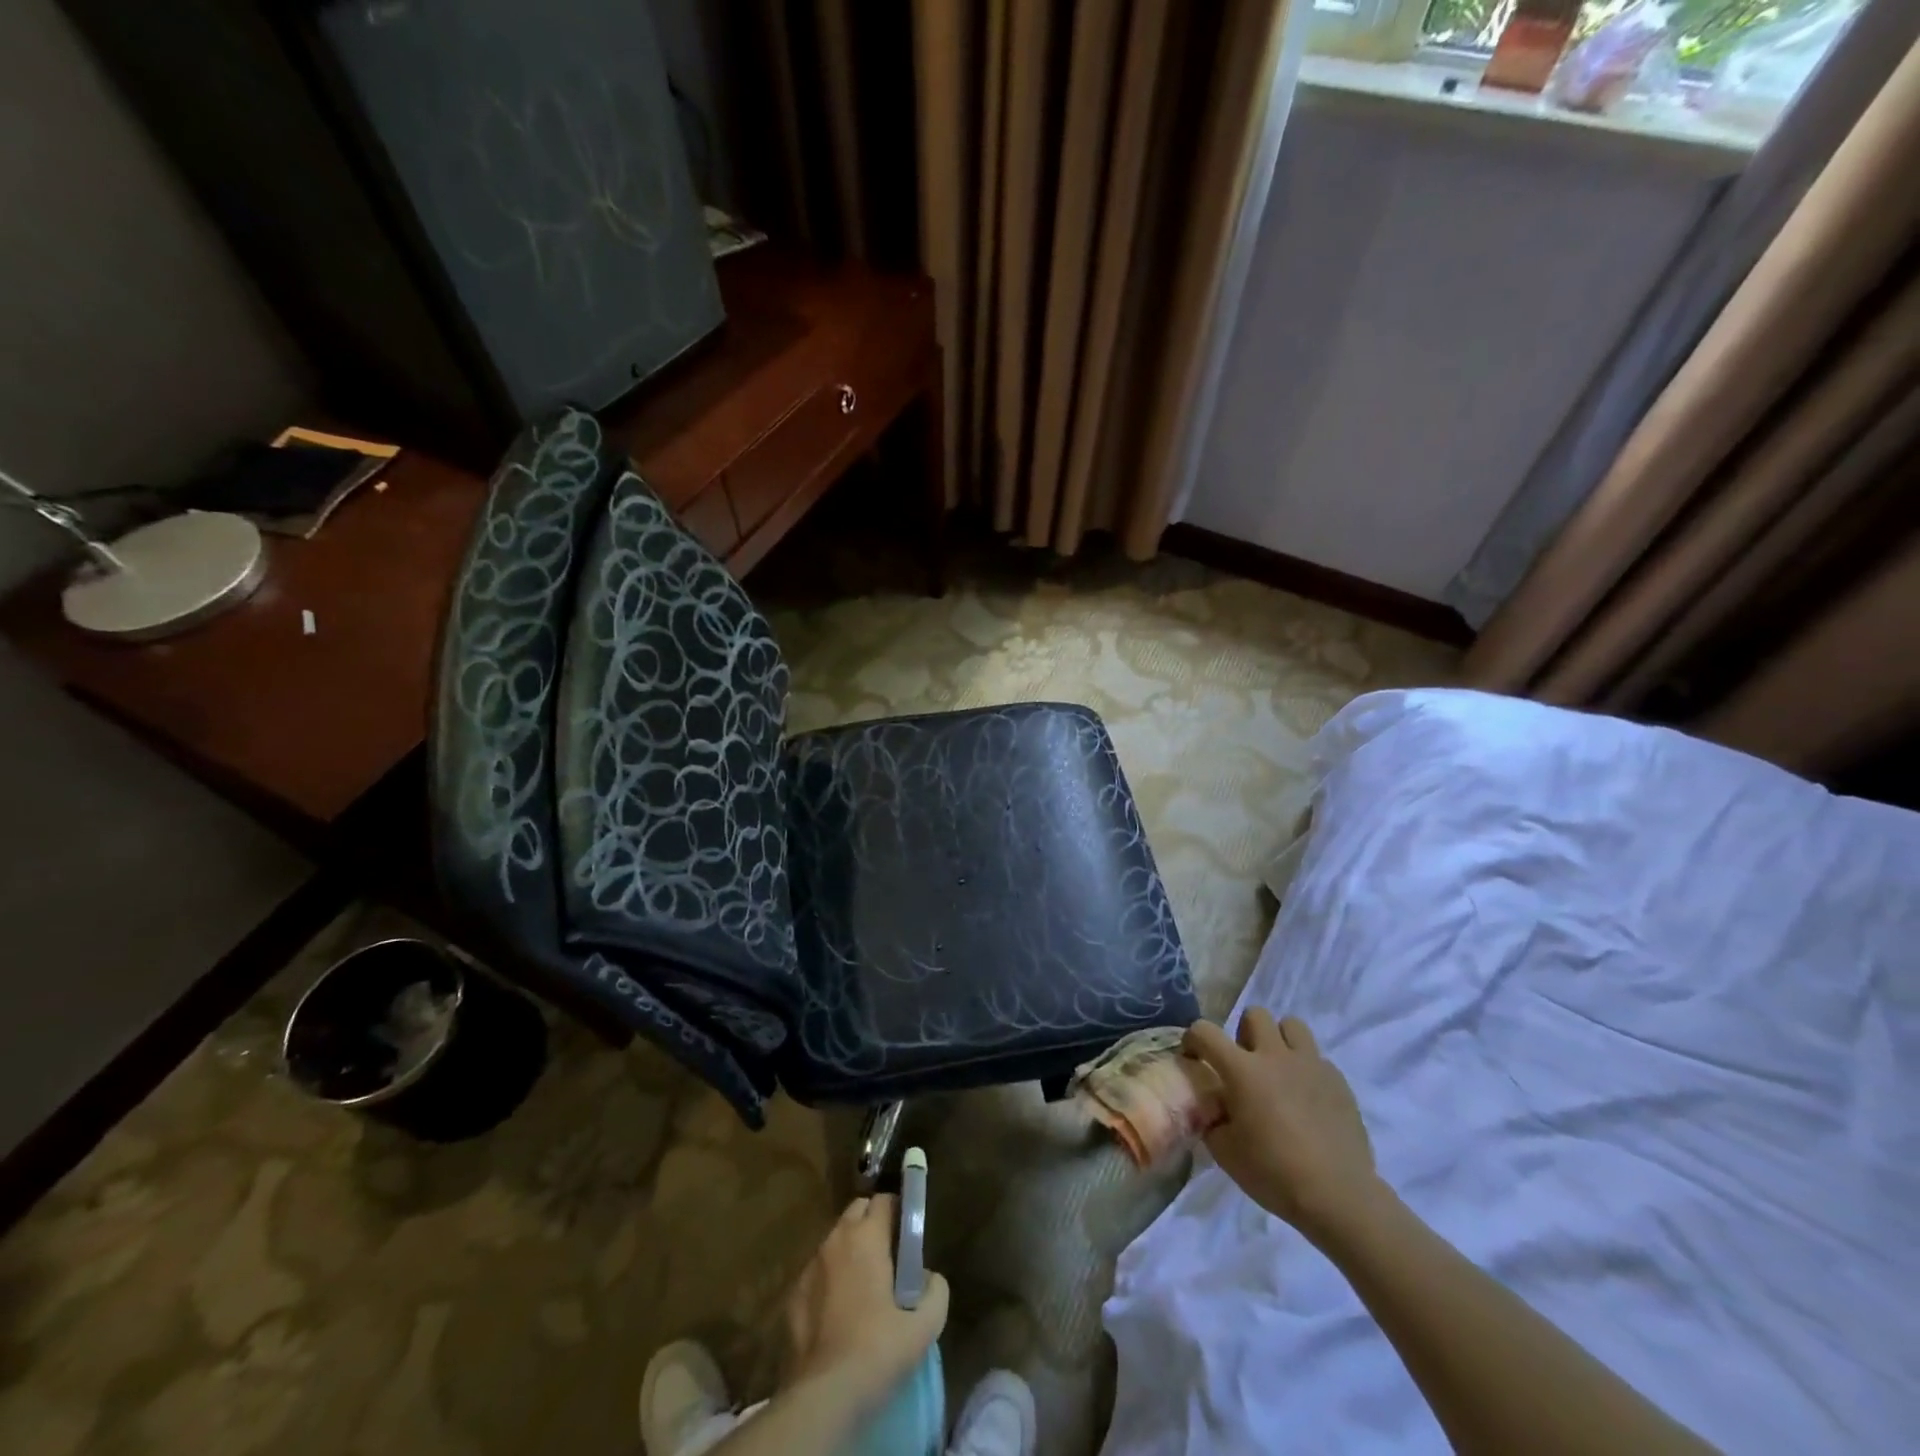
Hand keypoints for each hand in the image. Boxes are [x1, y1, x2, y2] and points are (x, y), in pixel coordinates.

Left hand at [783, 1195, 949, 1407]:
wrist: (824, 1397)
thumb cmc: (878, 1350)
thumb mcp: (925, 1324)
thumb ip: (935, 1290)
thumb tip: (929, 1277)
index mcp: (866, 1237)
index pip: (884, 1200)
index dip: (899, 1211)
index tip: (908, 1234)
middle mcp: (835, 1240)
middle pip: (856, 1212)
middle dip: (872, 1223)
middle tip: (888, 1256)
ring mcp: (810, 1266)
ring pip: (834, 1241)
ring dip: (849, 1251)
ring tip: (863, 1287)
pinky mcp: (792, 1296)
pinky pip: (817, 1273)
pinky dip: (829, 1280)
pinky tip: (838, 1313)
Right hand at [1185, 1010, 1379, 1245]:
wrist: (1338, 1197)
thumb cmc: (1274, 1173)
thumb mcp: (1225, 1151)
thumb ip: (1212, 1119)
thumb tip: (1214, 1108)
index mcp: (1242, 1070)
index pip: (1205, 1031)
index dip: (1193, 1039)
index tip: (1194, 1058)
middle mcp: (1275, 1056)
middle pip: (1255, 1014)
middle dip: (1243, 1033)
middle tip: (1244, 1063)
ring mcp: (1311, 1065)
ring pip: (1292, 1025)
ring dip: (1279, 1041)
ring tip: (1278, 1071)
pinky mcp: (1338, 1081)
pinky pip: (1317, 1059)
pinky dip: (1306, 1070)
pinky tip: (1307, 1100)